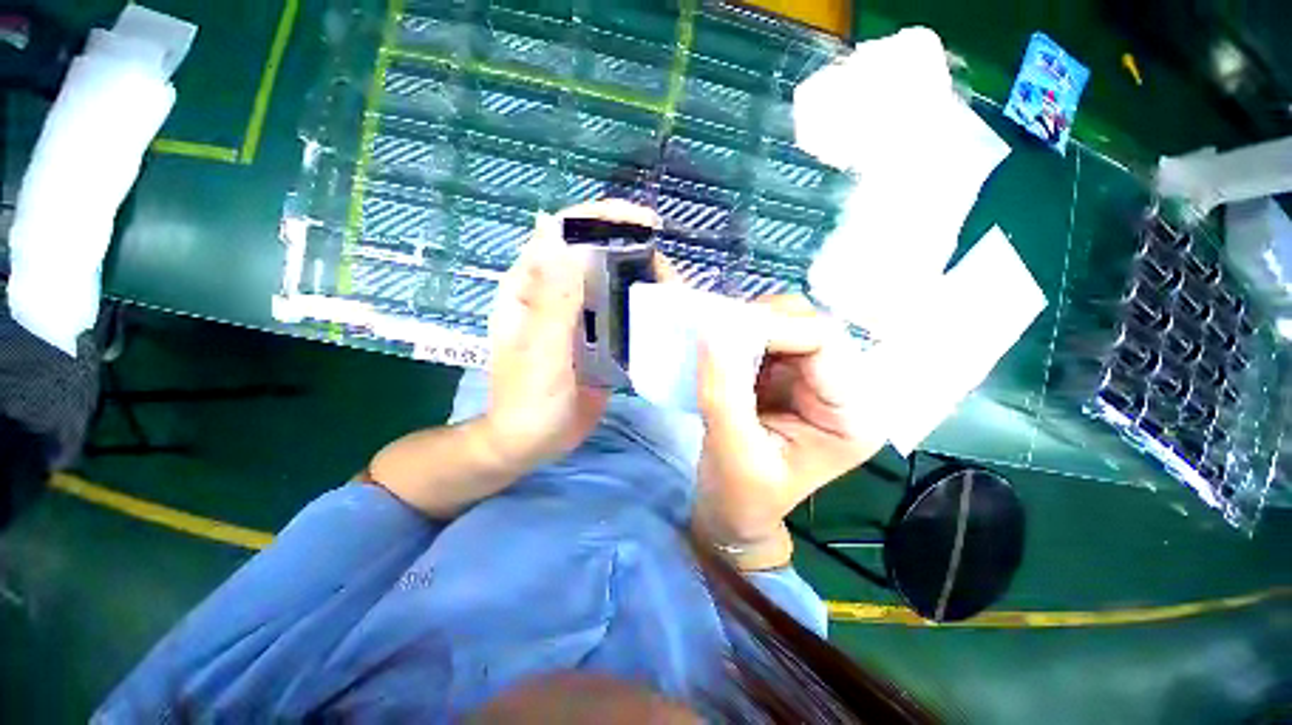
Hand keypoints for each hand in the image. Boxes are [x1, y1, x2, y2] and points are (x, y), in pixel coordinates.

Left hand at [483, 199, 659, 468]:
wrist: (536, 442)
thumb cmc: (528, 399)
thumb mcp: (540, 349)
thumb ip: (551, 297)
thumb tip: (553, 227)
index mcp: (532, 286)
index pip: (565, 232)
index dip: (602, 218)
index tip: (644, 223)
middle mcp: (557, 292)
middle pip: (597, 253)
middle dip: (635, 251)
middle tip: (668, 273)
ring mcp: (581, 315)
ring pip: (614, 282)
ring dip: (645, 280)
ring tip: (675, 293)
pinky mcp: (598, 336)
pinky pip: (623, 312)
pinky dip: (645, 308)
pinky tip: (666, 315)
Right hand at [695, 295, 885, 549]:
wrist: (734, 511)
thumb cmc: (740, 496)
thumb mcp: (732, 450)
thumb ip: (724, 391)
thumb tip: (712, 330)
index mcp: (851, 417)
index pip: (825, 343)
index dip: (774, 328)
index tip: (723, 333)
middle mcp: (844, 390)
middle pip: (812, 325)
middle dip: (762, 323)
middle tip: (717, 335)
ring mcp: (816, 380)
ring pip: (790, 323)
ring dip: (751, 326)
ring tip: (717, 345)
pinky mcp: (790, 376)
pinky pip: (771, 337)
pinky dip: (743, 335)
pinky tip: (723, 351)